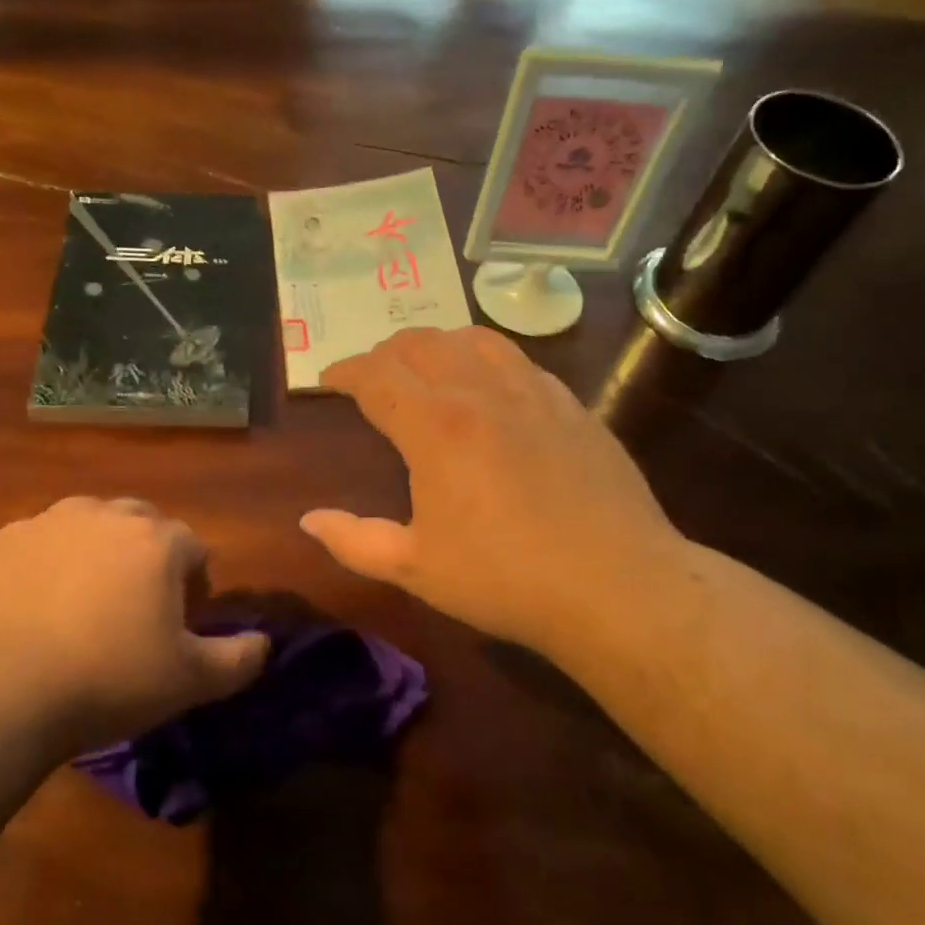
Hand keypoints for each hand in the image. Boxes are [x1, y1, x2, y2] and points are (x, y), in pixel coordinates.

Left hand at [0, 498, 268, 751]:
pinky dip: (51, 563)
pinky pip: (42, 542)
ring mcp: (47, 524)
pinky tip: (38, 607)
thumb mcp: (189, 682)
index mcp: (157, 541)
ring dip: (100, 552)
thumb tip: (264, 643)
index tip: (180, 623)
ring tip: (87, 603)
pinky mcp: (1, 543)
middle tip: (137, 609)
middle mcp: (105, 516)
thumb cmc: (106, 681)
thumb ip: (239, 659)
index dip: (194, 584)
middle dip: (149, 557)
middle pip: (143, 524)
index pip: (193, 548)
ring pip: (90, 525)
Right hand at [302, 327, 688, 666]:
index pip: (377, 376)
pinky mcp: (571, 404)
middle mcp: (481, 392)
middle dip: (385, 352)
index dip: (345, 371)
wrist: (616, 584)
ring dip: (436, 344)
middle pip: (421, 344)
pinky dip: (485, 358)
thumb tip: (309, 520)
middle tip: (371, 375)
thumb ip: (355, 541)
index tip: (329, 379)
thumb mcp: (416, 568)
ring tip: (424, 365)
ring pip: (473, 339)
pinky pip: (517, 360)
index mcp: (435, 426)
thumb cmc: (505, 578)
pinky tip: (488, 385)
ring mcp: (533, 392)